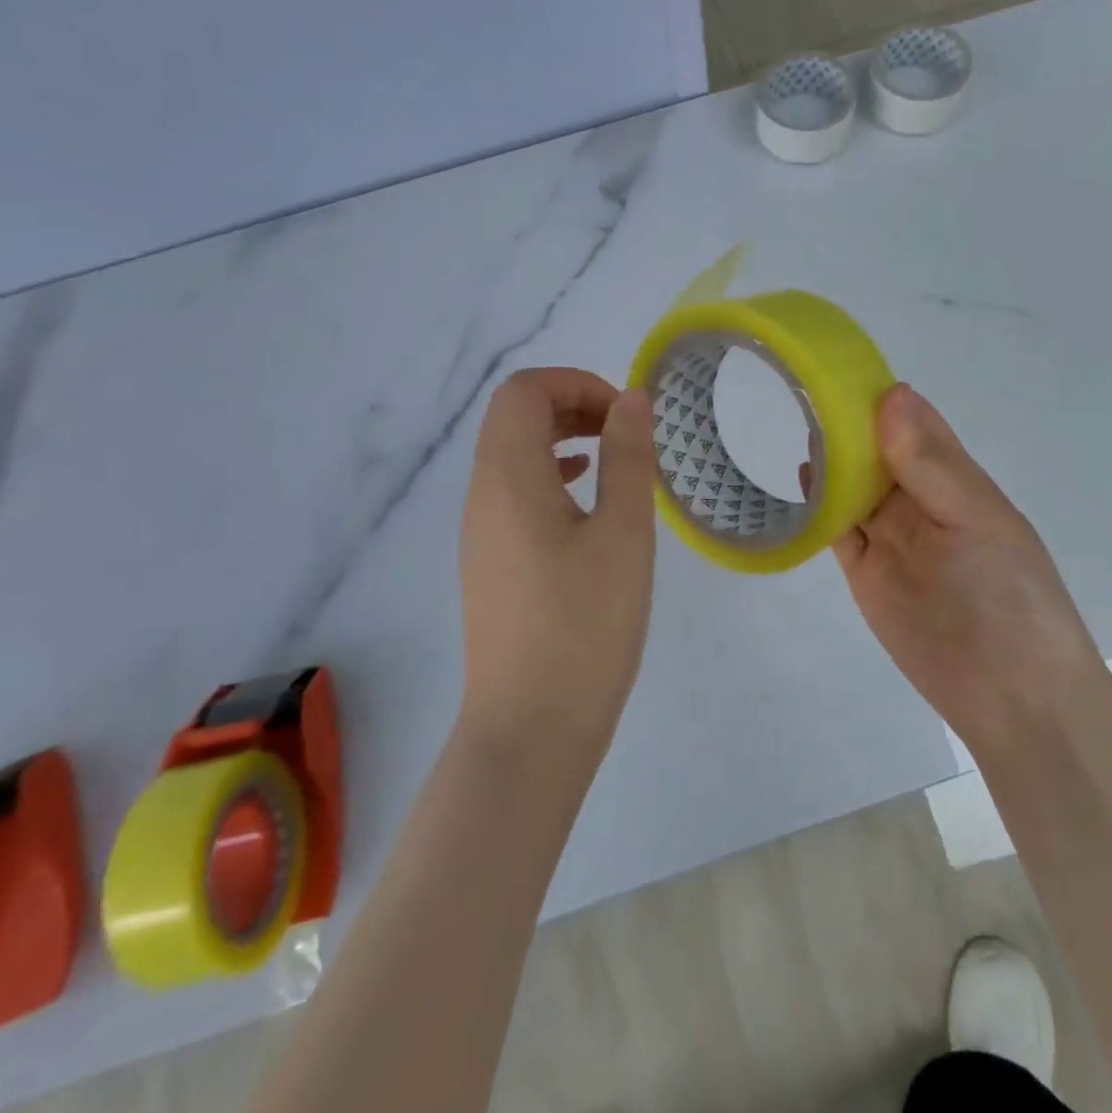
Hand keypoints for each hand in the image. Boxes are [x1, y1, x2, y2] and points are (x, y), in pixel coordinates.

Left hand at [458, 368, 657, 763]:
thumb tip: (630, 399)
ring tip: (614, 462)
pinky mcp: (490, 564)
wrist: (531, 728)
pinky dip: (552, 478)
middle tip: (624, 433)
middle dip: (571, 406)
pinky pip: (514, 494)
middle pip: (513, 418)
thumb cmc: (584, 625)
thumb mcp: (622, 534)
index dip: (576, 384)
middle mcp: (482, 496)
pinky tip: (588, 505)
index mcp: (508, 478)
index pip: (524, 391)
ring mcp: (480, 533)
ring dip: (562, 441)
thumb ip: (628, 457)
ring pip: (513, 456)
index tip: (624, 417)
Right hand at [831, 384, 1101, 761]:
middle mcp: (921, 502)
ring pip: (854, 485)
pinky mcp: (865, 571)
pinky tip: (802, 474)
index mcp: (957, 481)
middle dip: (847, 422)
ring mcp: (892, 537)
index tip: (840, 365)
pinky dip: (819, 503)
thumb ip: (929, 463)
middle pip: (877, 452)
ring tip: (795, 417)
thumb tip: (893, 394)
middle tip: (802, 385)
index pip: (917, 425)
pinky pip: (838, 527)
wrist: (1009, 695)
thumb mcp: (976, 520)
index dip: (883, 398)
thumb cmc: (1007, 597)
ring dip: (831, 457)